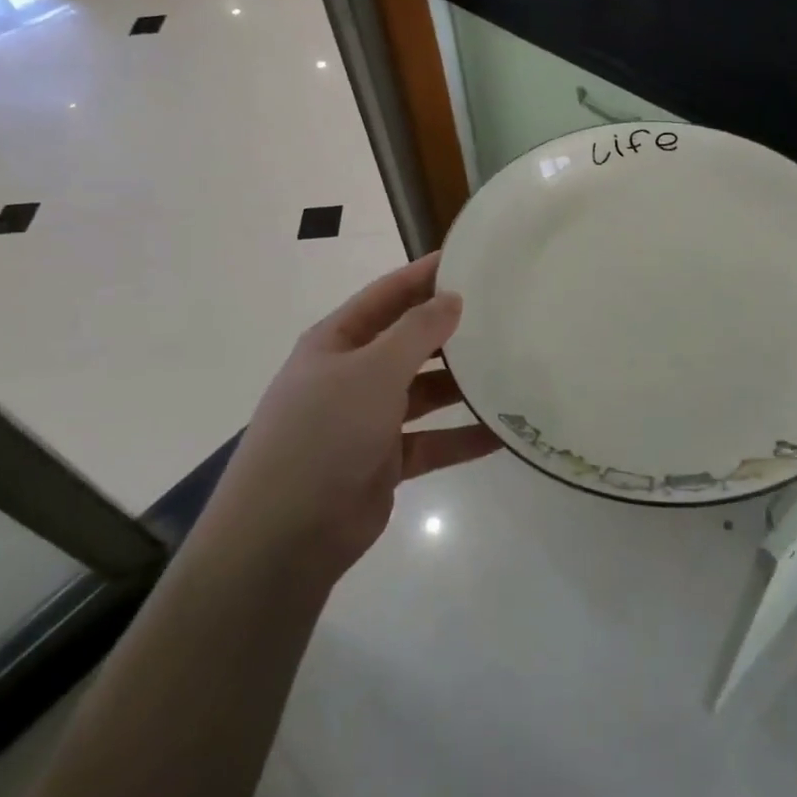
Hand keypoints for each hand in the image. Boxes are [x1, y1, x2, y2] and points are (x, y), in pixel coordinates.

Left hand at [208, 253, 500, 584]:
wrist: (285, 536)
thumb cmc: (325, 433)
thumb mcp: (372, 370)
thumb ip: (416, 332)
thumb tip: (453, 298)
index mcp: (337, 342)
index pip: (387, 295)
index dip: (424, 275)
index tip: (470, 260)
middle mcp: (351, 375)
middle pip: (408, 342)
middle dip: (450, 331)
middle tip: (503, 315)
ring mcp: (367, 420)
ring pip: (424, 393)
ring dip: (461, 384)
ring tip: (511, 369)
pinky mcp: (384, 461)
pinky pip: (432, 441)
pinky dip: (462, 437)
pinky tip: (503, 432)